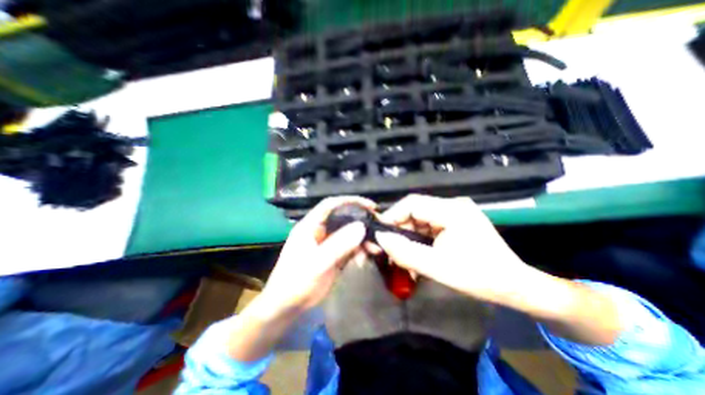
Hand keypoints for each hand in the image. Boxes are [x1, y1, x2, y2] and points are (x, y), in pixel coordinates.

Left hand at [258, 198, 376, 317]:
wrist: (287, 307)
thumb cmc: (295, 282)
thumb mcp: (317, 263)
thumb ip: (339, 244)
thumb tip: (361, 226)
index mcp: (310, 226)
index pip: (331, 205)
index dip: (350, 201)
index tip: (370, 206)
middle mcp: (320, 231)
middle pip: (343, 218)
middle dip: (361, 222)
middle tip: (378, 227)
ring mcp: (327, 243)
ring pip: (349, 234)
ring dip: (362, 240)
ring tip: (374, 249)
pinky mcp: (333, 255)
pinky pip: (349, 248)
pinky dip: (359, 251)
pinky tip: (364, 259)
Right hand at [374, 194, 527, 302]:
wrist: (515, 286)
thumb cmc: (480, 277)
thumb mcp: (438, 268)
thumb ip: (406, 253)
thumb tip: (381, 239)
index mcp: (452, 210)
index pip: (412, 203)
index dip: (392, 216)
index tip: (380, 234)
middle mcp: (452, 205)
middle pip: (414, 210)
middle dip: (400, 230)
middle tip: (390, 249)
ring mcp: (454, 212)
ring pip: (419, 219)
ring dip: (408, 236)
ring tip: (402, 256)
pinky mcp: (454, 221)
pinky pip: (427, 225)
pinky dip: (418, 239)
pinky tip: (416, 253)